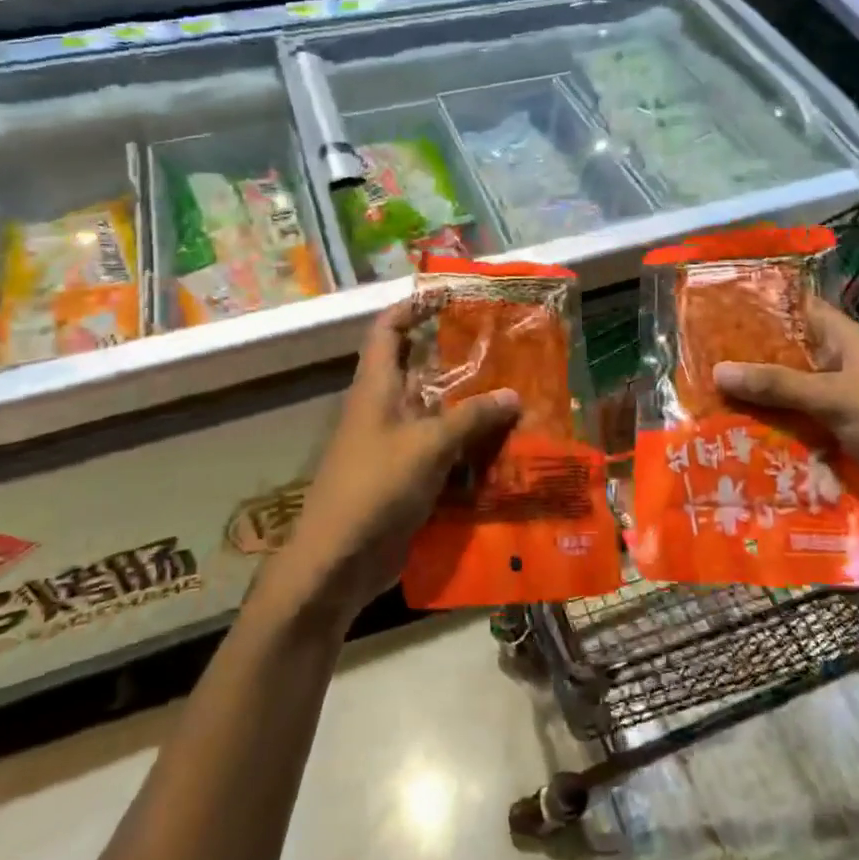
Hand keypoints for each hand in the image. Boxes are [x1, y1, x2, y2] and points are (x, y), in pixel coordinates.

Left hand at [270, 299, 518, 624]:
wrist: (338, 562)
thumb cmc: (375, 487)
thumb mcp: (427, 446)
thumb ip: (471, 418)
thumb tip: (514, 395)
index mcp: (377, 387)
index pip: (388, 329)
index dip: (414, 308)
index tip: (451, 297)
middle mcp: (386, 408)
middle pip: (423, 370)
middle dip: (461, 360)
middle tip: (507, 350)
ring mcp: (397, 445)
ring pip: (439, 413)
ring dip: (474, 408)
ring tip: (521, 396)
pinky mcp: (409, 477)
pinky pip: (445, 451)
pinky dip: (472, 447)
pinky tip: (508, 449)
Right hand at [712, 299, 858, 546]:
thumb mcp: (836, 397)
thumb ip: (778, 384)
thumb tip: (717, 370)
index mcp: (844, 345)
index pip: (799, 311)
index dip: (762, 305)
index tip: (717, 305)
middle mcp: (834, 373)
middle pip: (782, 359)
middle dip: (743, 361)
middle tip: (691, 359)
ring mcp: (831, 412)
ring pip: (781, 401)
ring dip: (748, 404)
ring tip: (696, 402)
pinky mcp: (829, 447)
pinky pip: (788, 437)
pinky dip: (763, 439)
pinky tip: (724, 443)